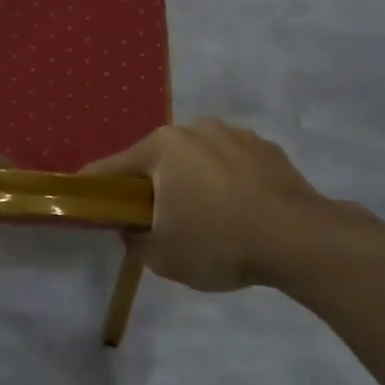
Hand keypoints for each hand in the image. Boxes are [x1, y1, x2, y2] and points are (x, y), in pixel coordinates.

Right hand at [83, 118, 372, 291]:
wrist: (301, 239)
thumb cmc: (218, 241)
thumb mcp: (162, 256)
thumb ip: (135, 240)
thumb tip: (134, 230)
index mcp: (162, 147)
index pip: (113, 167)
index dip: (95, 185)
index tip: (83, 196)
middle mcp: (195, 129)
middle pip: (158, 160)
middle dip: (152, 186)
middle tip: (155, 220)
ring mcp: (235, 135)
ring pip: (198, 160)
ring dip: (192, 181)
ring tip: (205, 218)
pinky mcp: (268, 149)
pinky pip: (232, 165)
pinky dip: (227, 183)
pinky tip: (238, 213)